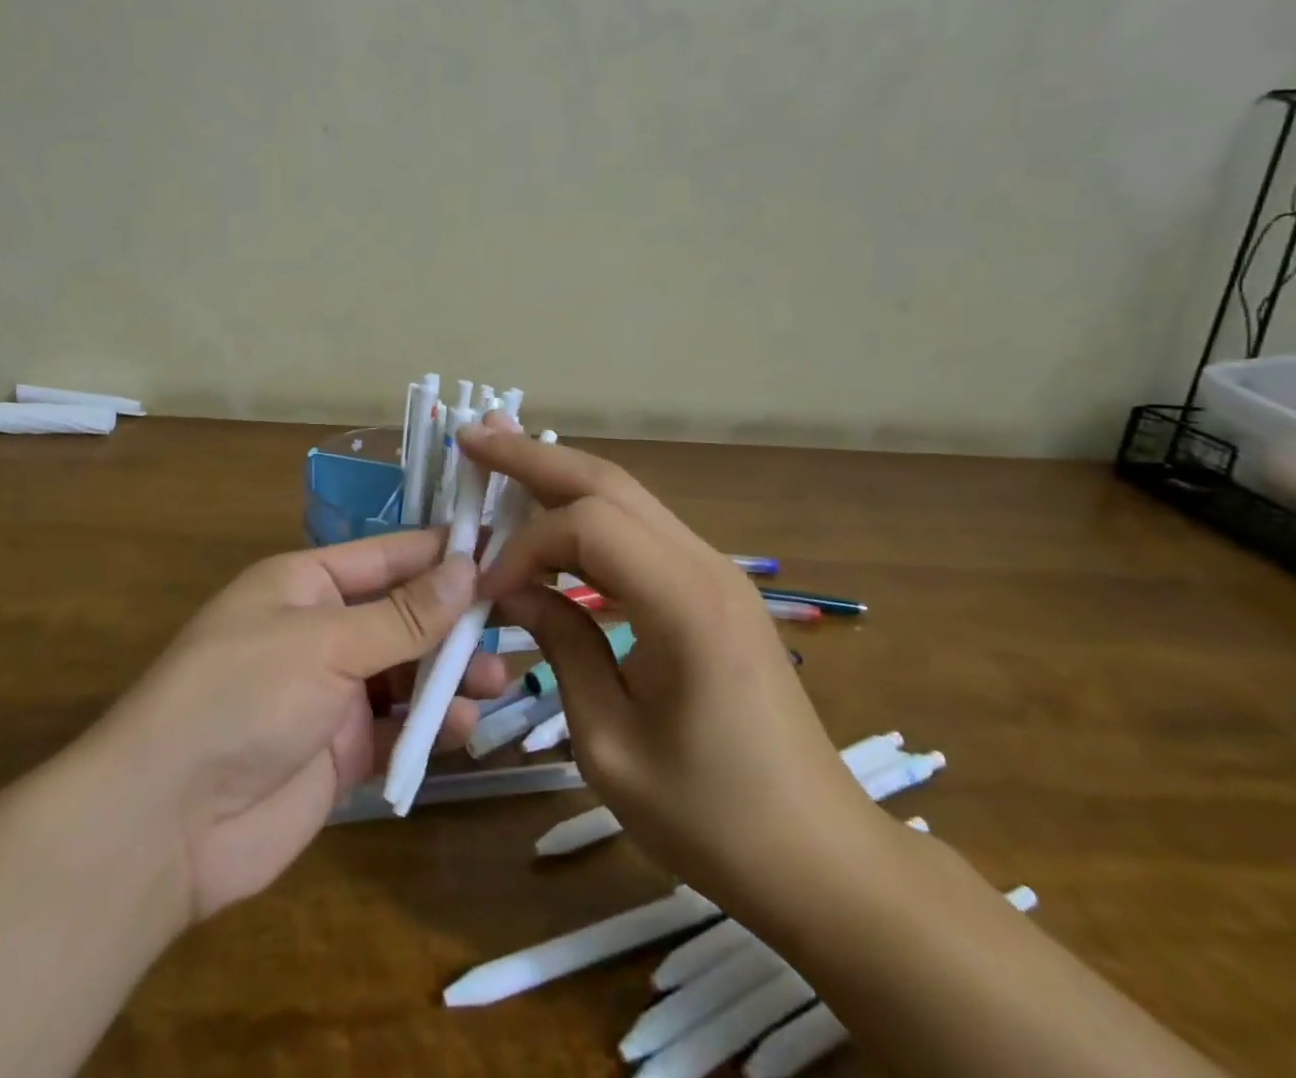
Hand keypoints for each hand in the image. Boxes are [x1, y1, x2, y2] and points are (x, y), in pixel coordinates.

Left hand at [92, 531, 508, 921]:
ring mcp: (330, 692)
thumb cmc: (243, 695)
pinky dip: (429, 725)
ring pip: (405, 672)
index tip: (503, 548)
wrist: (166, 821)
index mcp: (306, 583)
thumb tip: (468, 566)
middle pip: (402, 615)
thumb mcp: (327, 642)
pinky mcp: (338, 751)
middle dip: (454, 620)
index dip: (441, 552)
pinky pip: (396, 727)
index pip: (387, 556)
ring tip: (500, 678)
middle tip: (516, 622)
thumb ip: (403, 613)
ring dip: (450, 674)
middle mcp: (321, 630)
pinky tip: (465, 726)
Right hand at [461, 423, 882, 918]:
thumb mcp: (610, 744)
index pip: (587, 527)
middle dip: (534, 457)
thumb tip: (513, 589)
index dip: (524, 546)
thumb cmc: (712, 818)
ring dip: (560, 476)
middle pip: (609, 483)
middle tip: (474, 436)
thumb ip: (561, 647)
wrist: (820, 859)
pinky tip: (552, 518)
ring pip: (625, 498)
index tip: (485, 590)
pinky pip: (639, 532)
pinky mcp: (712, 589)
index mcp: (684, 604)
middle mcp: (705, 566)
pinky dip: (586, 517)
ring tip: (501, 456)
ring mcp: (715, 572)